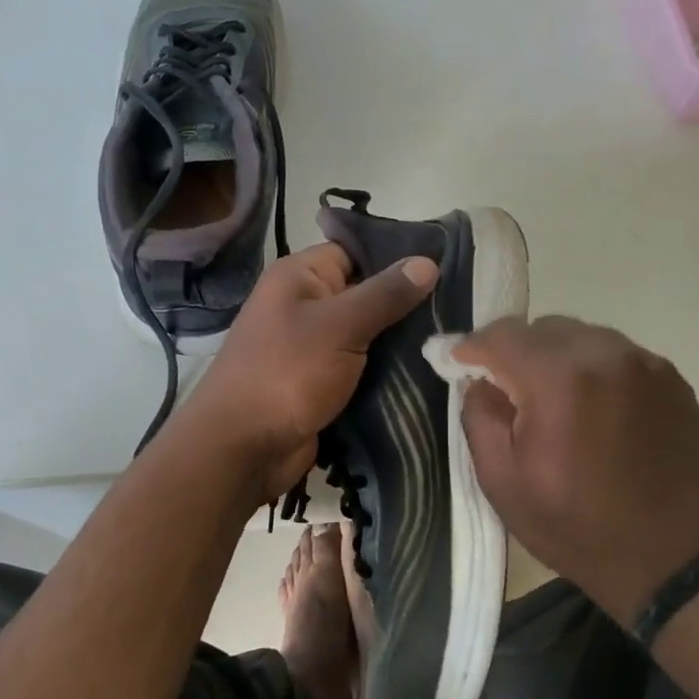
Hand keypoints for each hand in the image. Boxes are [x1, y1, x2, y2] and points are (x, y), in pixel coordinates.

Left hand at [183, 244, 437, 499]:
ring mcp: (312, 347)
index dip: (396, 257)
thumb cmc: (287, 373)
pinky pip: (361, 367)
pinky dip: (386, 371)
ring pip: (366, 334)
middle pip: (364, 294)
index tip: (445, 266)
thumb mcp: (340, 326)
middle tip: (455, 310)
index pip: (355, 251)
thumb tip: (427, 262)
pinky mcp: (321, 382)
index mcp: (300, 277)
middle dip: (405, 304)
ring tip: (450, 341)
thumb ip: (384, 294)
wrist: (243, 448)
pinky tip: (426, 371)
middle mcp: (304, 305)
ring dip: (400, 342)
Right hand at [455, 316, 698, 627]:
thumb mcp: (502, 482)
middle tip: (508, 390)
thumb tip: (479, 380)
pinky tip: (594, 410)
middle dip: (516, 352)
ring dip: (557, 359)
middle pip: (543, 328)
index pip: (502, 335)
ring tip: (554, 402)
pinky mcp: (671, 378)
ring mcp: (645, 363)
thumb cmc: (576, 526)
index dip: (472, 346)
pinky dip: (593, 370)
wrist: (674, 560)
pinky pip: (616, 355)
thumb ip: (480, 416)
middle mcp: (605, 354)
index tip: (458, 363)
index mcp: (559, 378)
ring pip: (582, 337)